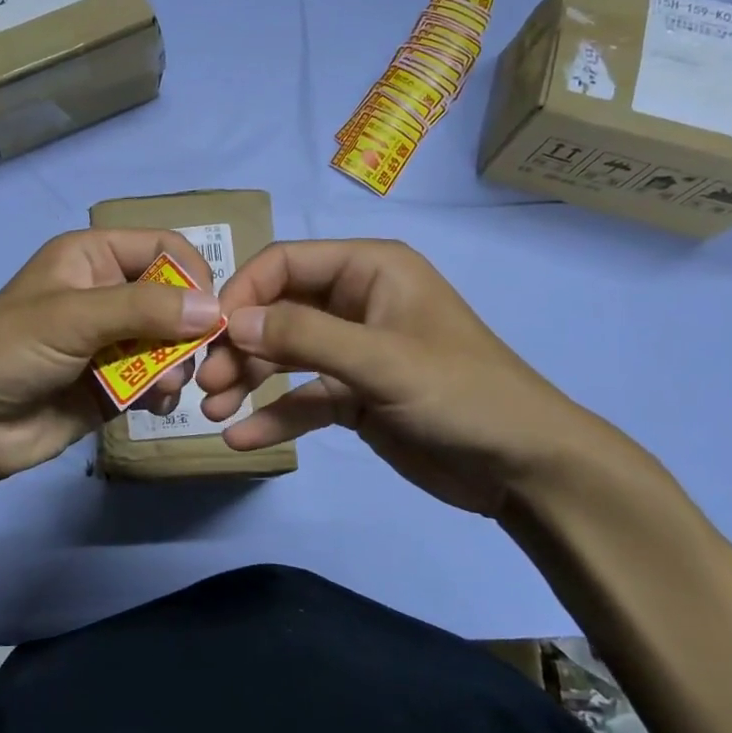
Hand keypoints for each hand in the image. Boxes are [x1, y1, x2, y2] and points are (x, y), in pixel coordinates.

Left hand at [0, 228, 219, 488]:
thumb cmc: (9, 351)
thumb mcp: (73, 317)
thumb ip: (143, 309)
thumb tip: (214, 308)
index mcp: (93, 257)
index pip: (163, 247)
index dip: (192, 274)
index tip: (209, 312)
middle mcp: (107, 292)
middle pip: (174, 298)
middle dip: (188, 329)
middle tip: (190, 361)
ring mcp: (112, 340)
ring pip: (171, 342)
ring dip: (178, 363)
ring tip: (163, 387)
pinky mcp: (114, 382)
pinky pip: (157, 378)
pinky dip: (164, 390)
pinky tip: (155, 405)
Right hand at [196, 239, 643, 517]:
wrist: (525, 468)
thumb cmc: (461, 394)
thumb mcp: (381, 360)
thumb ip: (304, 336)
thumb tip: (233, 321)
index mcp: (369, 270)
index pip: (286, 263)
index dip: (243, 293)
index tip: (210, 333)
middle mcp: (355, 302)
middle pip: (277, 310)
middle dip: (240, 345)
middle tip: (206, 384)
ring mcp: (352, 350)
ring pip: (283, 355)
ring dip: (246, 380)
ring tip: (212, 412)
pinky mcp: (353, 395)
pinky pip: (301, 398)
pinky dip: (272, 415)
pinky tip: (241, 439)